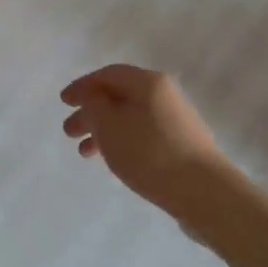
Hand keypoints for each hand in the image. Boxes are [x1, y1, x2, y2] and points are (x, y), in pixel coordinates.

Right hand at [60, 65, 229, 215]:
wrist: (204, 192)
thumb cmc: (149, 153)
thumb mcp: (109, 125)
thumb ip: (93, 105)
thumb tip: (92, 96)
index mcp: (148, 82)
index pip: (108, 74)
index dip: (82, 86)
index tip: (63, 102)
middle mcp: (165, 94)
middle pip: (119, 96)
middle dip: (91, 112)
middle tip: (69, 131)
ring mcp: (177, 120)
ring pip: (130, 118)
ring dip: (104, 131)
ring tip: (86, 153)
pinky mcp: (182, 145)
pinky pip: (143, 134)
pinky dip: (123, 142)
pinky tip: (115, 160)